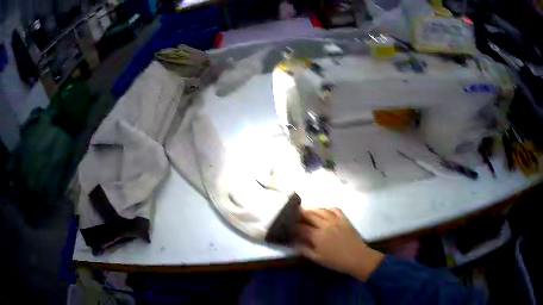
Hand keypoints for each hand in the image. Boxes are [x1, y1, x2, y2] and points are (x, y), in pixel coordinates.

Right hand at [297, 208, 383, 280]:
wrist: (357, 258)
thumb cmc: (336, 261)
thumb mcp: (317, 259)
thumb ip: (304, 249)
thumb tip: (294, 242)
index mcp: (318, 236)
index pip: (301, 227)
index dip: (293, 226)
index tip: (288, 226)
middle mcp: (325, 224)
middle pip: (309, 214)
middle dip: (300, 214)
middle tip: (293, 215)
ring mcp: (336, 220)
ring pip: (320, 209)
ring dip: (311, 209)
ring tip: (305, 210)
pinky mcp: (344, 219)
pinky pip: (334, 209)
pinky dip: (326, 208)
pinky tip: (322, 210)